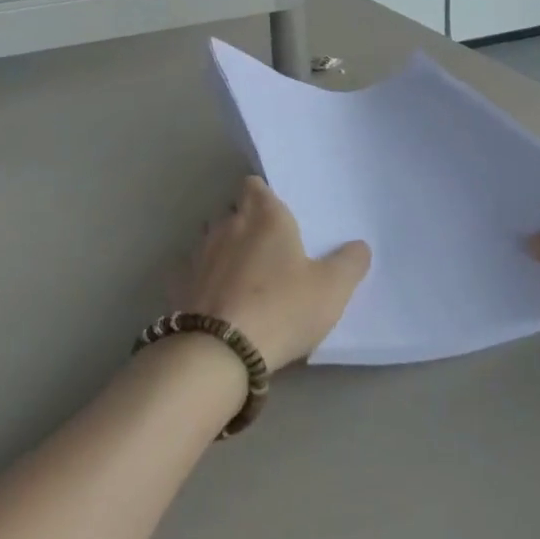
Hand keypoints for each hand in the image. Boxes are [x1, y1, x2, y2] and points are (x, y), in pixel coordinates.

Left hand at [177, 177, 369, 368]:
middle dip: (247, 222)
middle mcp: (228, 225)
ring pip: (211, 238)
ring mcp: (199, 254)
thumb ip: (350, 263)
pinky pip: (194, 271)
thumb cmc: (282, 308)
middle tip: (269, 246)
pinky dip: (205, 278)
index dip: (264, 194)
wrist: (219, 352)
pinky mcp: (181, 285)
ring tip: (243, 272)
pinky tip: (216, 296)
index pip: (255, 185)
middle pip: (234, 210)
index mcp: (266, 217)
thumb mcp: (332, 289)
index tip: (276, 211)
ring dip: (224, 249)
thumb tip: (358, 246)